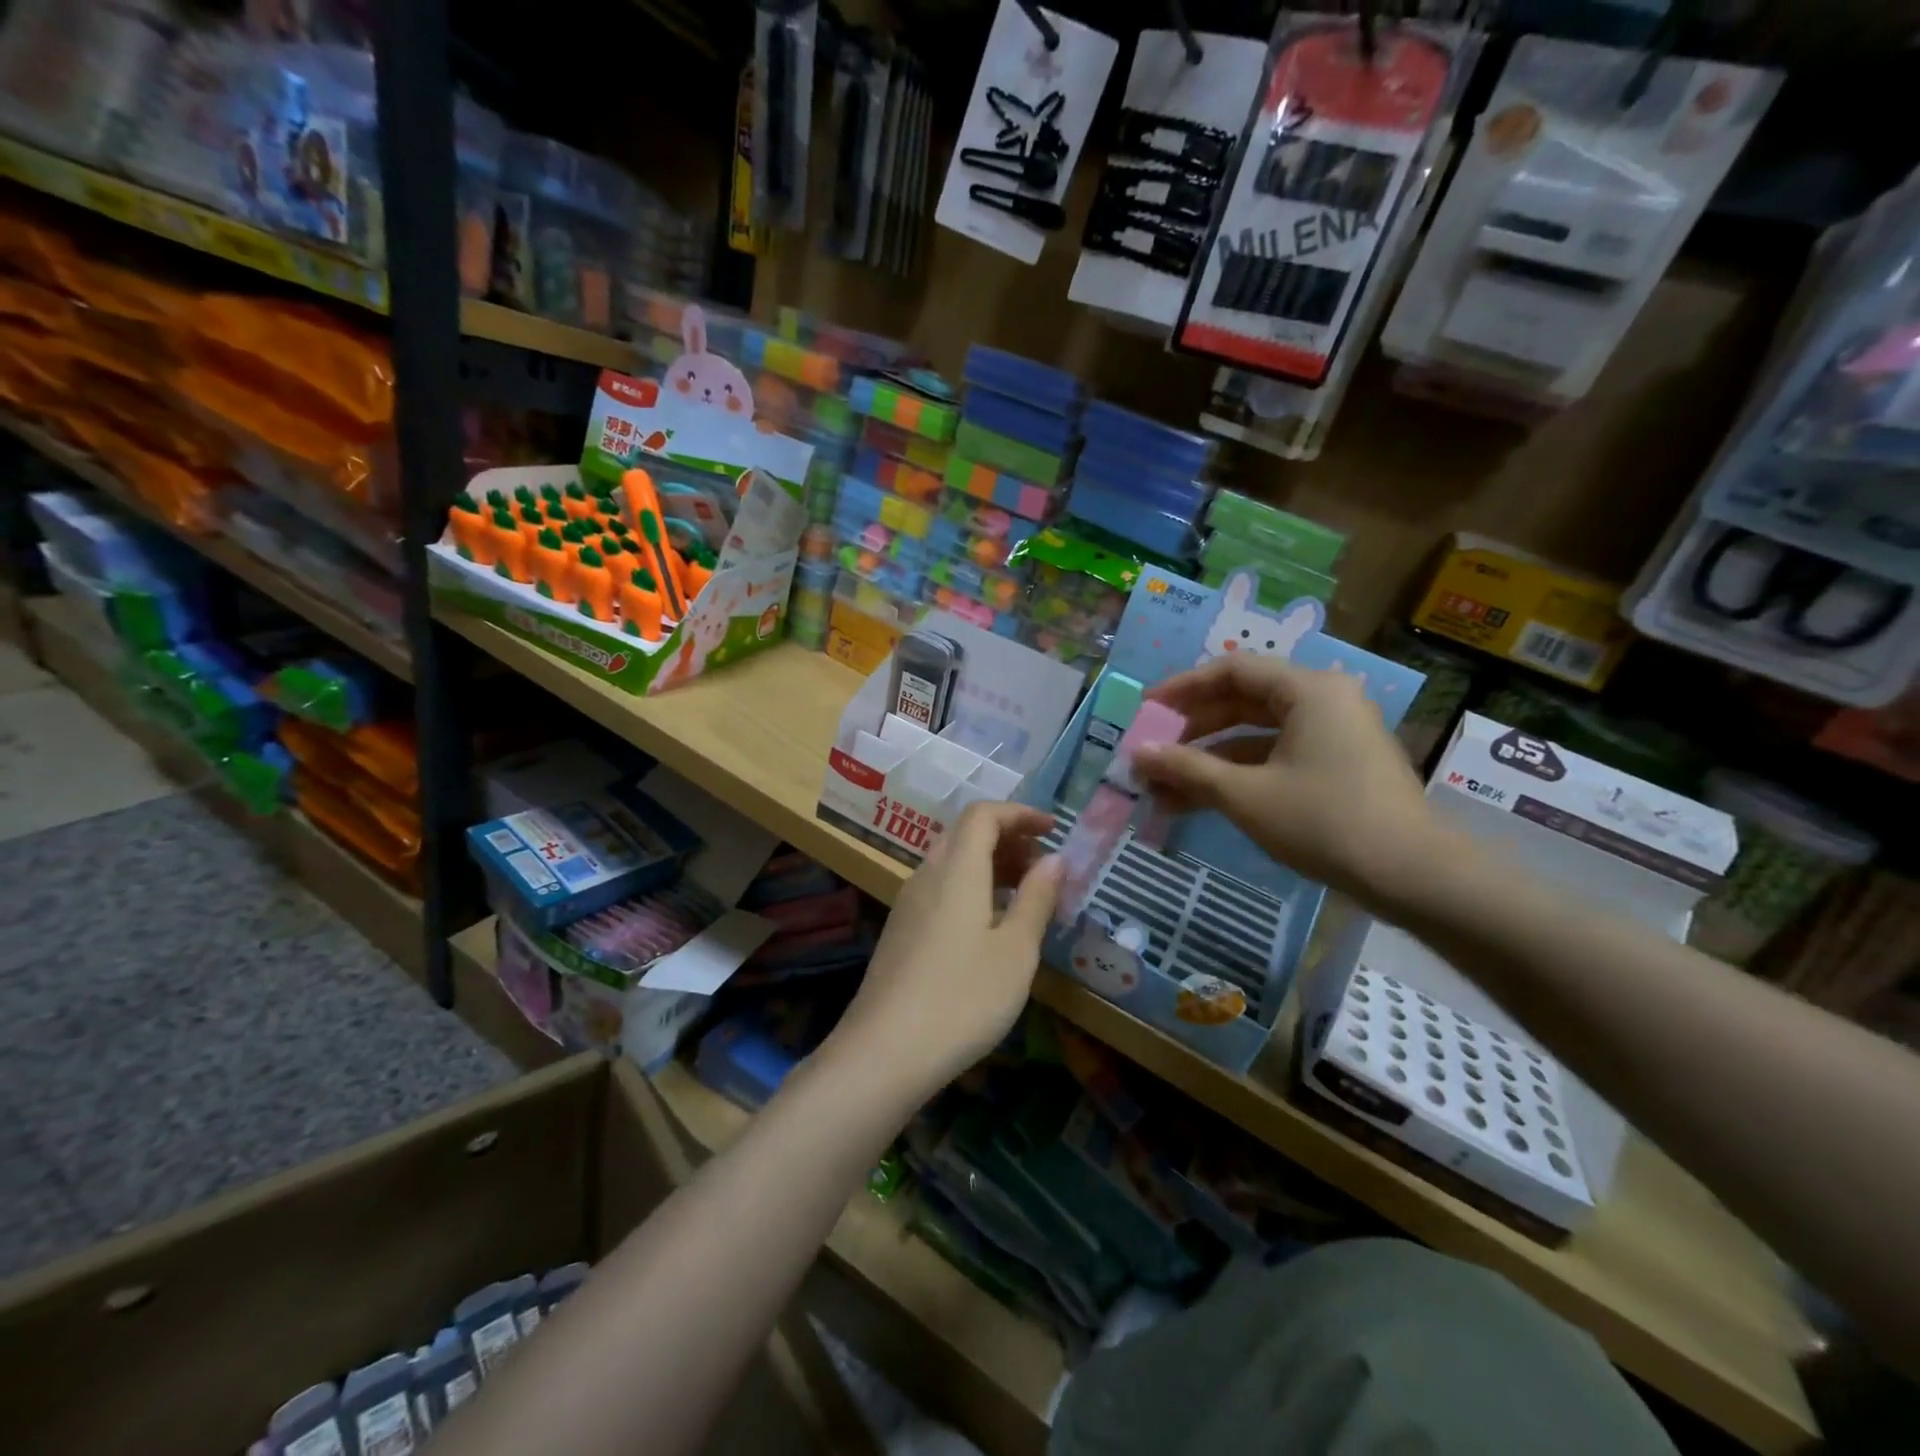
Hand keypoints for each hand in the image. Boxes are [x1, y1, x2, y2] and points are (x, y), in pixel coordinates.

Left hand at [830, 802, 1063, 1096]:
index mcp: (956, 869)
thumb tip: (1055, 858)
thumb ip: (1036, 898)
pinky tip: (990, 925)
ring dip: (990, 865)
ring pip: (951, 863)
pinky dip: (971, 888)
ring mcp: (908, 904)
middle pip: (965, 835)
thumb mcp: (1015, 951)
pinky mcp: (900, 932)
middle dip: (1008, 839)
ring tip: (1025, 894)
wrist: (884, 1052)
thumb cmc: (962, 998)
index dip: (1020, 813)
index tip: (1053, 828)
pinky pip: (940, 889)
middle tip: (1043, 865)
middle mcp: (926, 876)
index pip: (983, 814)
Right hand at [1132, 654, 1445, 910]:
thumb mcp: (1245, 795)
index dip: (1183, 688)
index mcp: (1308, 690)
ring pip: (1257, 735)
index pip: (1232, 670)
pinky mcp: (1338, 765)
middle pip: (1244, 701)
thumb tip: (1137, 754)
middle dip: (1194, 729)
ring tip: (1165, 786)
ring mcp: (1334, 734)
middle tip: (1154, 749)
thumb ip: (1187, 768)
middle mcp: (1324, 701)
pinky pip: (1277, 757)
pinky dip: (1240, 774)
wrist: (1412, 876)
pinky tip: (1201, 800)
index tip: (1148, 710)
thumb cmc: (1324, 821)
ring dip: (1211, 758)